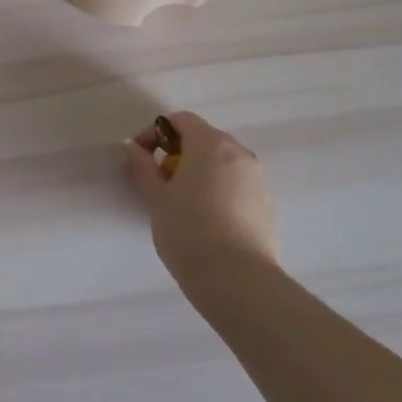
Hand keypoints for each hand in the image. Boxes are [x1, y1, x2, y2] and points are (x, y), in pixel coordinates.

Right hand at [124, 111, 278, 294]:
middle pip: (204, 139)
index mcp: (210, 145)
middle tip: (159, 179)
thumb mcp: (155, 198)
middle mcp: (240, 154)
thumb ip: (142, 168)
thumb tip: (134, 148)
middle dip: (178, 152)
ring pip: (223, 163)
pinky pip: (238, 185)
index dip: (155, 132)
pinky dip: (219, 190)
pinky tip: (208, 220)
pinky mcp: (268, 205)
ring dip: (200, 171)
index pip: (181, 120)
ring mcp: (258, 179)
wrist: (237, 280)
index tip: (141, 156)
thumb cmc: (188, 231)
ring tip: (183, 202)